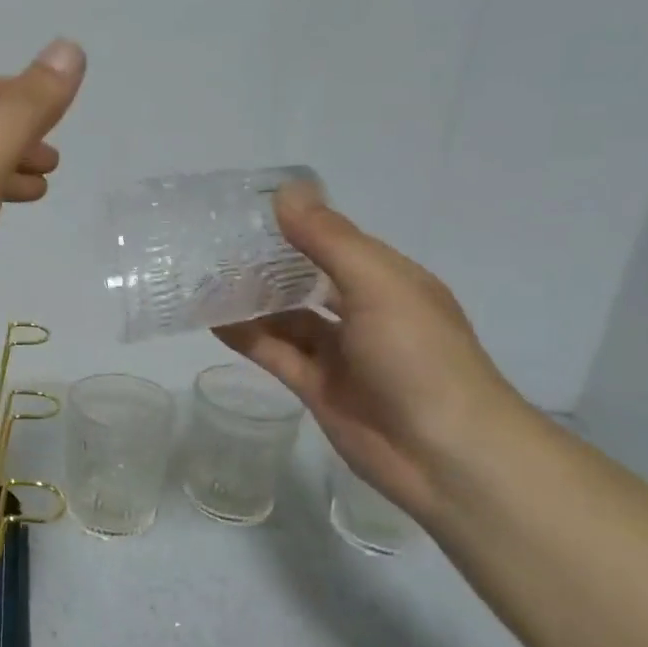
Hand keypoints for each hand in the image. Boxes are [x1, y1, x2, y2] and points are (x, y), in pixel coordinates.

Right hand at [214, 186, 529, 522]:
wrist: (444, 454)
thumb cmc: (419, 356)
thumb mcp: (377, 284)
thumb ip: (327, 240)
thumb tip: (283, 192)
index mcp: (387, 281)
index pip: (334, 242)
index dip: (294, 225)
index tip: (244, 209)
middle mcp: (363, 312)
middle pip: (306, 280)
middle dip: (266, 264)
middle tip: (212, 245)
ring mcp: (339, 353)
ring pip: (286, 317)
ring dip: (251, 300)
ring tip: (203, 279)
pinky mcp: (315, 387)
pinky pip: (274, 353)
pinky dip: (246, 337)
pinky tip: (213, 320)